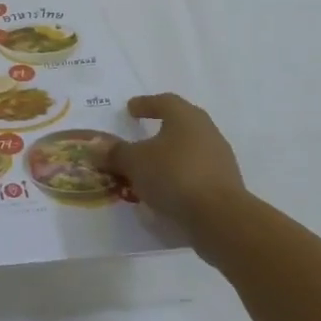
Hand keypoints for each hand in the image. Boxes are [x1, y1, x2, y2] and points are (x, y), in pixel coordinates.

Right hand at [97, 93, 245, 231]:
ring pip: (189, 149)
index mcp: (185, 117)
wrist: (221, 218)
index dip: (145, 104)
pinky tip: (165, 190)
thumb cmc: (174, 175)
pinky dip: (179, 176)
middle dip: (159, 128)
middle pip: (180, 123)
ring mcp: (220, 158)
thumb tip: (95, 147)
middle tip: (140, 135)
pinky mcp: (226, 184)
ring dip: (169, 155)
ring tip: (149, 168)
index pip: (164, 101)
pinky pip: (196, 173)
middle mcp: (206, 131)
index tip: (130, 109)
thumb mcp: (134, 162)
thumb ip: (115, 153)